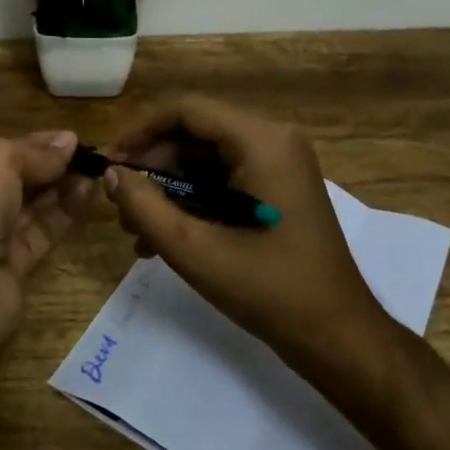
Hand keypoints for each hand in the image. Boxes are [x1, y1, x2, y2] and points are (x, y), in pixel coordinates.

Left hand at [0, 130, 94, 334]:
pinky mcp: (14, 266)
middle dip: (51, 166)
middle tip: (89, 155)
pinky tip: (88, 194)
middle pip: (17, 180)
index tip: (70, 139)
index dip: (34, 145)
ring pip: (33, 207)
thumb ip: (35, 151)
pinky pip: (43, 232)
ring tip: (96, 171)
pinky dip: (65, 213)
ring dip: (63, 187)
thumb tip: (68, 140)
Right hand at [106, 96, 400, 395]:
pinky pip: (222, 178)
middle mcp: (273, 139)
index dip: (141, 130)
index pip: (186, 110)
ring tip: (136, 232)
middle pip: (194, 134)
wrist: (339, 339)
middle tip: (120, 206)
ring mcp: (279, 162)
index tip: (110, 161)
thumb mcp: (196, 251)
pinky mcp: (278, 185)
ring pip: (204, 159)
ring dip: (168, 189)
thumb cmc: (270, 291)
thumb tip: (110, 174)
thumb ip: (145, 207)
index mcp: (262, 141)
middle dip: (153, 168)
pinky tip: (165, 238)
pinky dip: (192, 200)